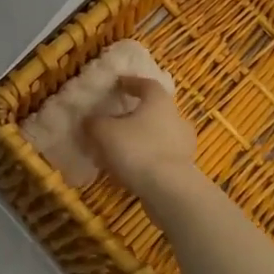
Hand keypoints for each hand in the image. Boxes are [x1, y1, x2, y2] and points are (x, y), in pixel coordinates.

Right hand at [85, 76, 199, 198]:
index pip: (147, 84)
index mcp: (159, 102)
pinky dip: (145, 159)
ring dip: (141, 139)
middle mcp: (176, 119)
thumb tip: (89, 120)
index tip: (118, 84)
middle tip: (117, 120)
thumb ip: (94, 123)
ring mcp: (183, 145)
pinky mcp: (183, 169)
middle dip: (136, 114)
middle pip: (155, 110)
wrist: (169, 190)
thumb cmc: (136, 149)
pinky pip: (160, 157)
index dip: (131, 83)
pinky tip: (129, 169)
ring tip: (119, 149)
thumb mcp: (104, 132)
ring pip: (158, 135)